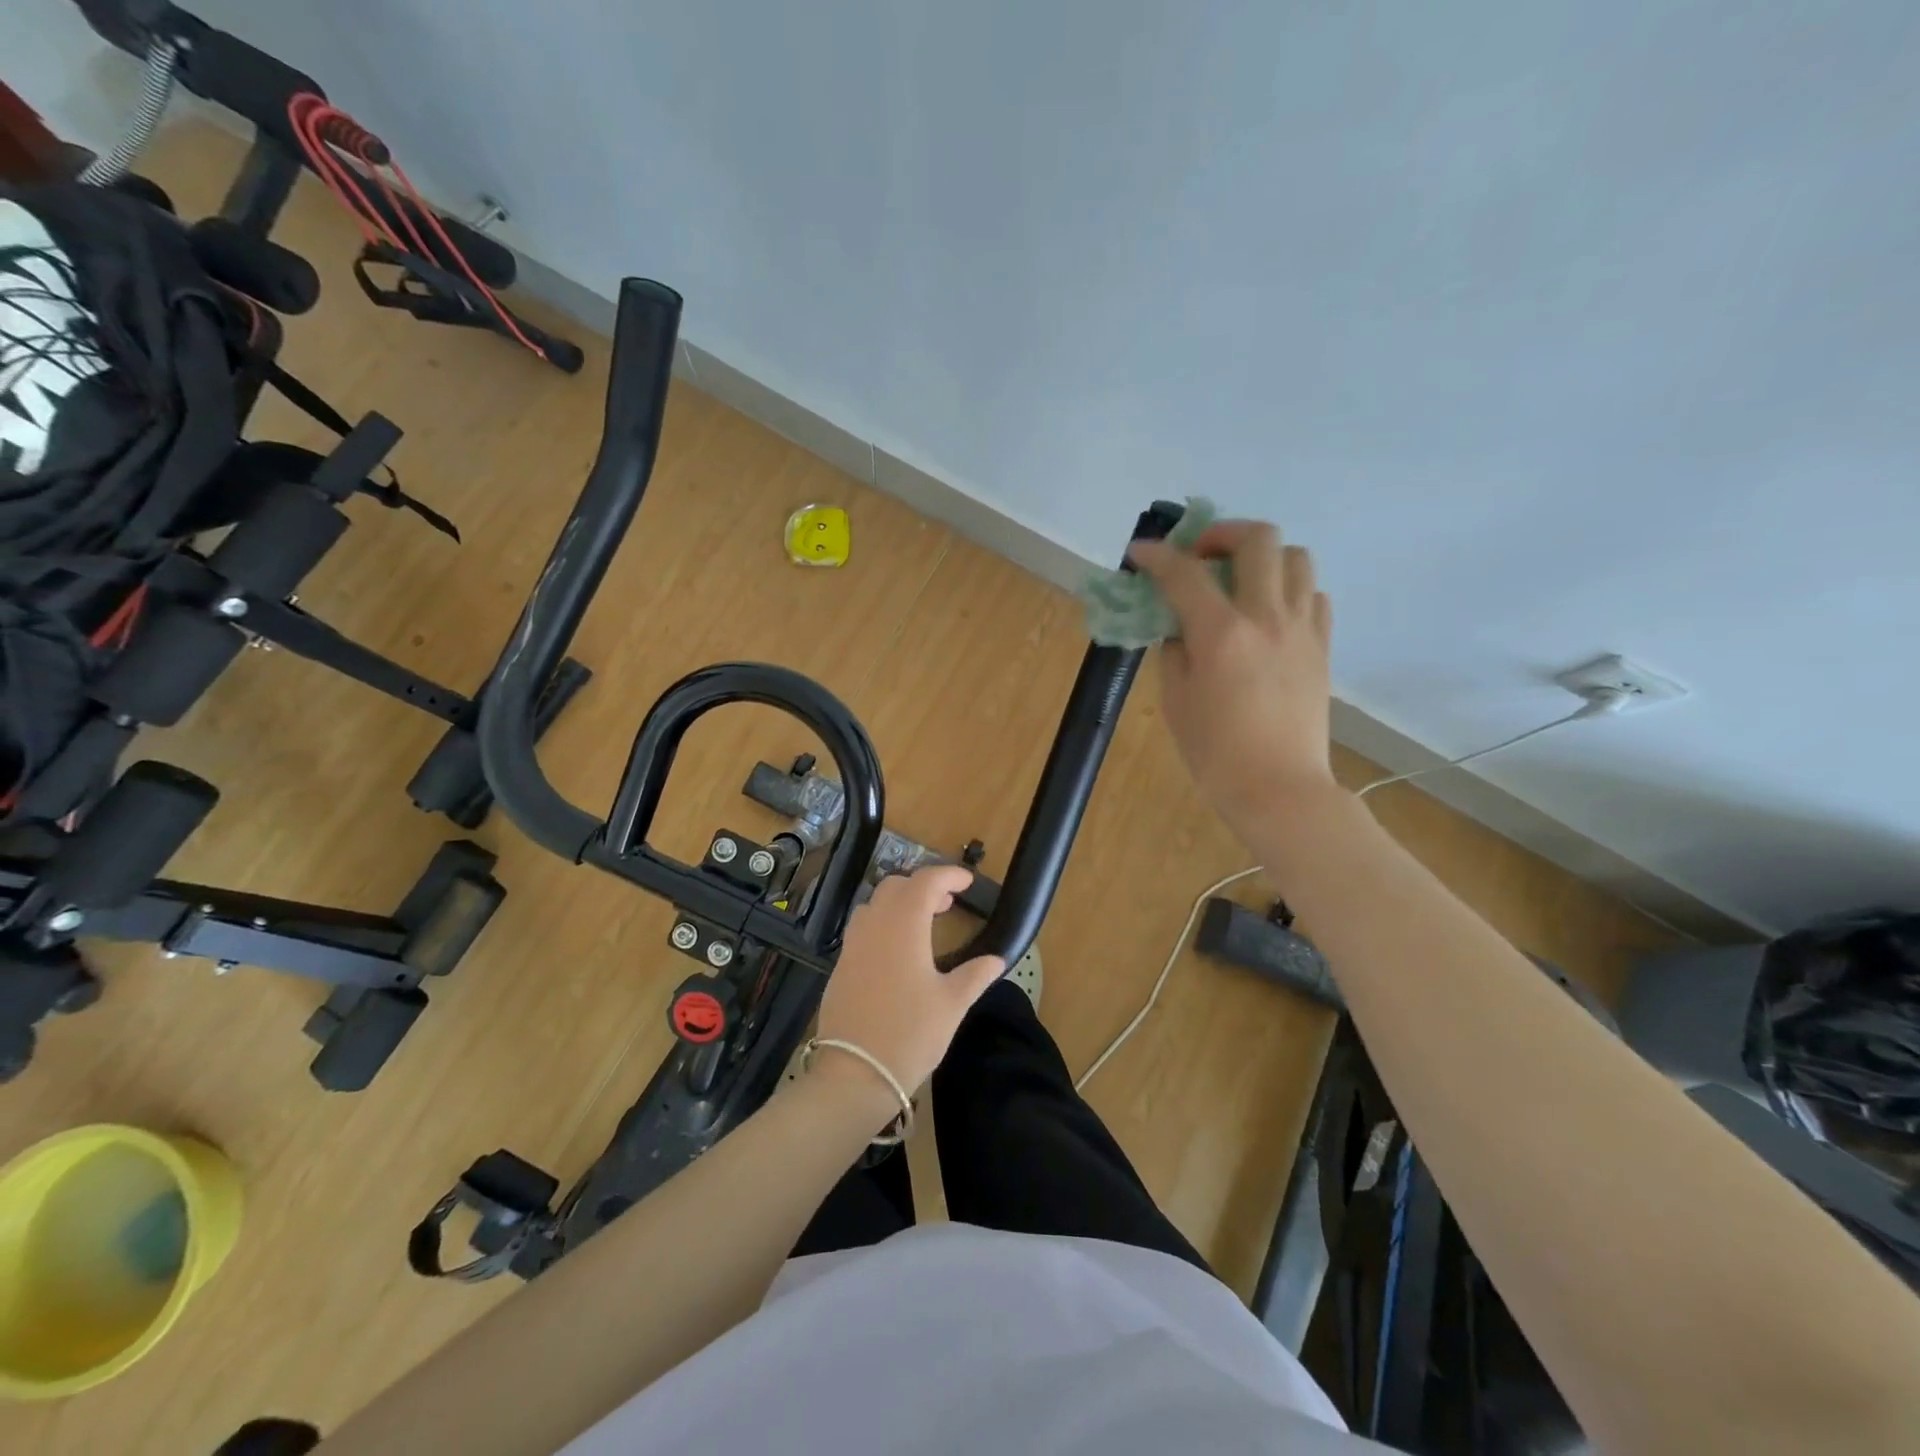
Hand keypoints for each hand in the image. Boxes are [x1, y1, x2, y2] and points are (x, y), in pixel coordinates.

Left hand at [814, 866, 1004, 1099]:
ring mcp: (853, 945)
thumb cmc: (910, 1035)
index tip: (967, 882)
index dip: (948, 875)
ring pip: (874, 903)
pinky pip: (862, 927)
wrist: (854, 1074)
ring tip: (922, 923)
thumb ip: (975, 975)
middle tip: (947, 904)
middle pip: (896, 886)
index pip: (925, 881)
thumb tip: (997, 959)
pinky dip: (882, 922)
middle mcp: (874, 926)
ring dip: (900, 902)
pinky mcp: (841, 965)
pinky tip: (897, 951)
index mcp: (903, 926)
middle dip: (923, 885)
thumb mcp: (952, 1005)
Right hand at [1128, 522, 1335, 844]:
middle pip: (1258, 539)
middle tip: (1201, 556)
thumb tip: (1179, 627)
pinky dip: (1289, 589)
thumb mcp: (1176, 700)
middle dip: (1222, 534)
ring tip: (1240, 581)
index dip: (1157, 556)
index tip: (1140, 552)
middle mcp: (1267, 617)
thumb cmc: (1215, 752)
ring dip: (1263, 557)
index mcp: (1222, 633)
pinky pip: (1313, 595)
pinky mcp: (1321, 647)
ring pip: (1296, 557)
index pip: (1185, 573)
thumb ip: (1174, 651)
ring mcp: (1301, 629)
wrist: (1279, 789)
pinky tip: (1269, 614)